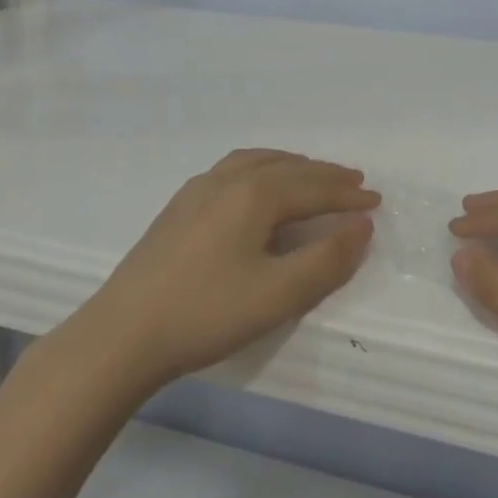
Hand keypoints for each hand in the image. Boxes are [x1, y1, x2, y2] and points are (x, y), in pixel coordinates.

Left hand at [79, 150, 378, 393]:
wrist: (121, 335)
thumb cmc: (206, 314)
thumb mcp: (278, 295)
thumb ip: (327, 260)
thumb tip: (362, 226)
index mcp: (255, 194)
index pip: (314, 188)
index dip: (348, 196)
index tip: (377, 203)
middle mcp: (228, 179)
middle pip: (288, 168)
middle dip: (325, 176)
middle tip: (355, 184)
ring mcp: (198, 189)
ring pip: (258, 163)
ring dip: (292, 167)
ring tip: (312, 175)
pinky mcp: (179, 206)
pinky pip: (233, 170)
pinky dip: (262, 169)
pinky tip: (256, 187)